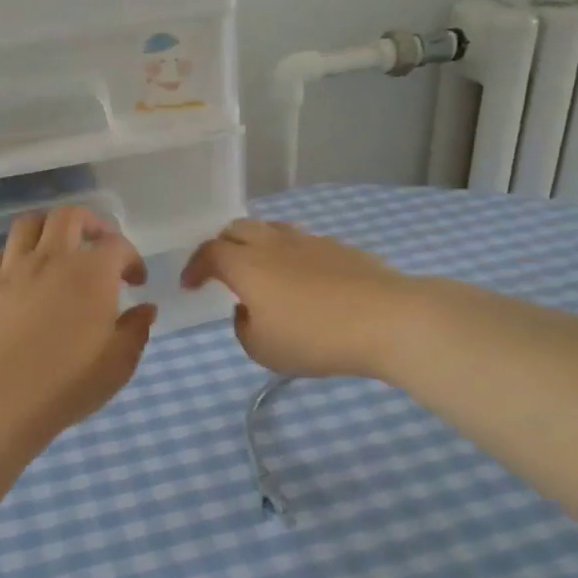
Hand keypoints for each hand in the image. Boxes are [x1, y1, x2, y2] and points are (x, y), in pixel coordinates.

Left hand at [0, 206, 155, 436]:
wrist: (2, 397)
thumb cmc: (69, 381)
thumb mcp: (119, 362)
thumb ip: (136, 329)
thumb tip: (146, 308)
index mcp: (92, 273)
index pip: (118, 245)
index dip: (132, 258)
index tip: (135, 281)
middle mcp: (53, 258)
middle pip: (69, 216)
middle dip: (90, 223)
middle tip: (97, 244)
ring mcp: (15, 268)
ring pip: (29, 223)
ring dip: (48, 228)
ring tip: (56, 247)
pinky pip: (1, 252)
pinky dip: (17, 253)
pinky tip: (23, 273)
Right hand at [181, 219, 417, 378]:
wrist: (387, 318)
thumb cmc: (315, 336)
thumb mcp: (263, 349)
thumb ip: (243, 328)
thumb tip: (247, 310)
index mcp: (246, 264)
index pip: (209, 252)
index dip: (194, 267)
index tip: (190, 284)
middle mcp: (273, 243)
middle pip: (237, 228)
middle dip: (221, 246)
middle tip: (220, 270)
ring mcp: (309, 240)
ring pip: (271, 228)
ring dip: (256, 244)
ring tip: (260, 269)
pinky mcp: (339, 247)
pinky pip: (301, 242)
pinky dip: (288, 254)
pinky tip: (300, 278)